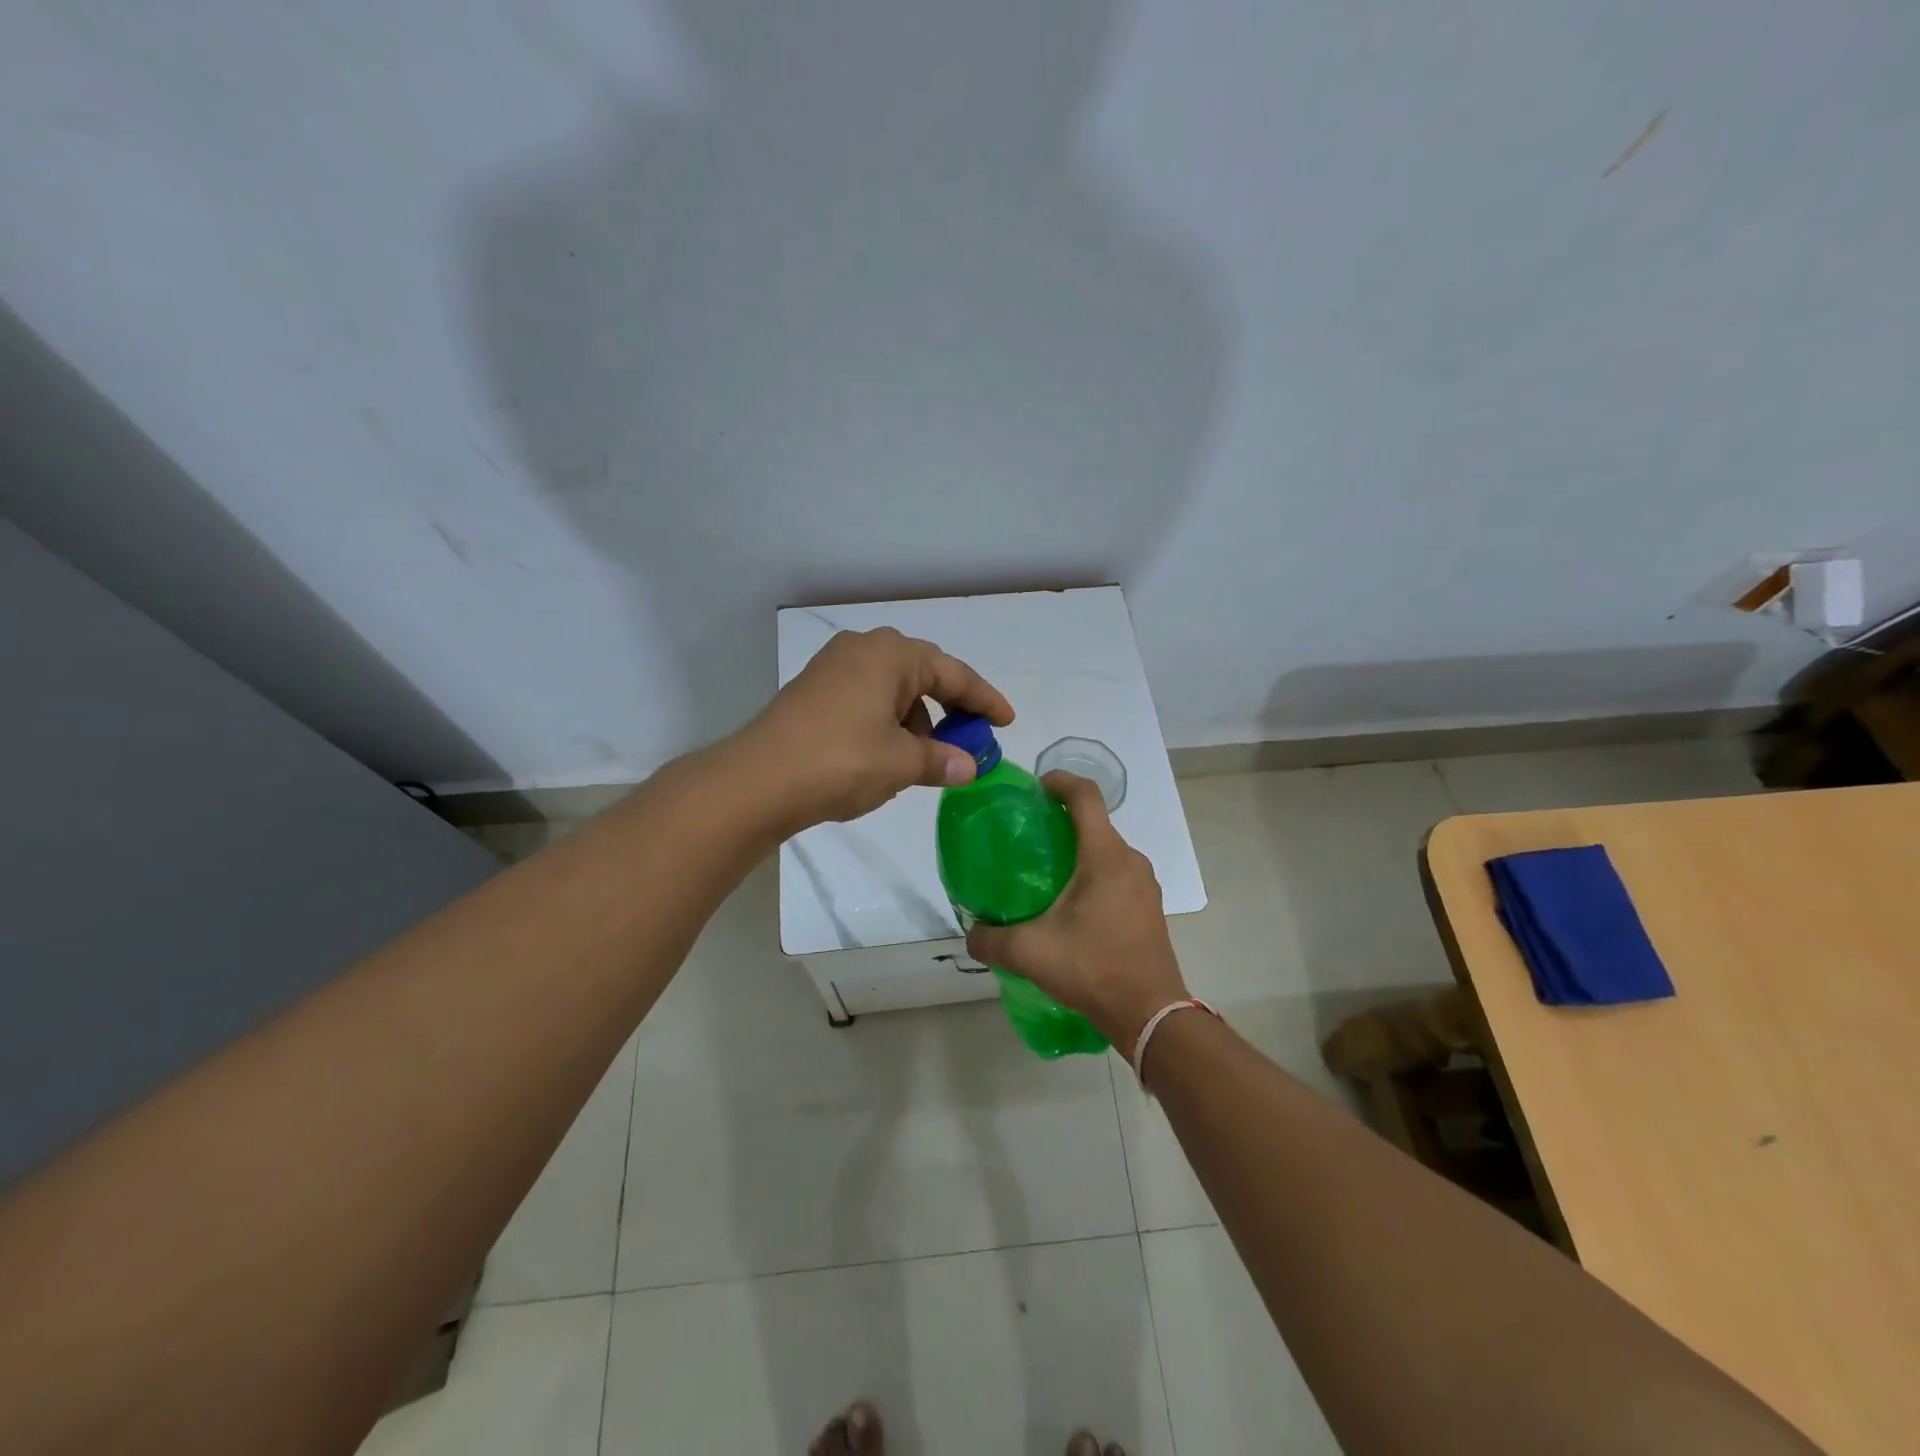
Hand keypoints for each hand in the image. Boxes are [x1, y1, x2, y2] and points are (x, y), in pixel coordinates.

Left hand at [740, 627, 1013, 829]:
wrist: (758, 780)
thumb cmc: (841, 761)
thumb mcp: (901, 763)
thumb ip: (942, 760)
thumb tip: (969, 767)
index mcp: (891, 654)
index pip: (953, 674)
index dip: (984, 700)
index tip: (1006, 722)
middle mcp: (863, 649)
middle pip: (923, 675)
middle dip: (949, 708)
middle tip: (970, 739)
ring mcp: (834, 668)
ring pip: (892, 689)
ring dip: (916, 720)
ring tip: (926, 758)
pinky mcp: (814, 691)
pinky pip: (867, 699)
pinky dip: (887, 722)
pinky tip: (888, 754)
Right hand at [965, 772, 1189, 1051]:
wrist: (1151, 1014)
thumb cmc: (1093, 968)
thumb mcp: (1030, 953)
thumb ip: (991, 939)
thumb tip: (972, 933)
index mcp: (1104, 856)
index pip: (1086, 795)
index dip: (1059, 781)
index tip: (1034, 789)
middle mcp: (1130, 861)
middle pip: (1095, 822)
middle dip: (1061, 820)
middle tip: (1026, 838)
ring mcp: (1144, 885)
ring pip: (1106, 850)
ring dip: (1077, 850)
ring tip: (1044, 873)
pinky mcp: (1148, 907)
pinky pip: (1117, 874)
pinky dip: (1092, 874)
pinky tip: (1070, 907)